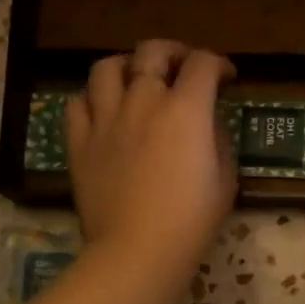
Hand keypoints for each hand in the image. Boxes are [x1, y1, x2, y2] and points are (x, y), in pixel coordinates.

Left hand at [66, 40, 236, 283]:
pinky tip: (104, 112)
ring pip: (107, 68)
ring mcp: (106, 120)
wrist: (138, 251)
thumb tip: (208, 124)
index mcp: (185, 110)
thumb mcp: (225, 180)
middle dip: (174, 52)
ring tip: (136, 79)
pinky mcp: (79, 142)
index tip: (227, 79)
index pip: (203, 64)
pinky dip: (93, 99)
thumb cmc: (192, 221)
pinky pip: (78, 103)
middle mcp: (143, 102)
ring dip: (127, 66)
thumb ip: (218, 141)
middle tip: (183, 68)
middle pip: (153, 51)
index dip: (219, 64)